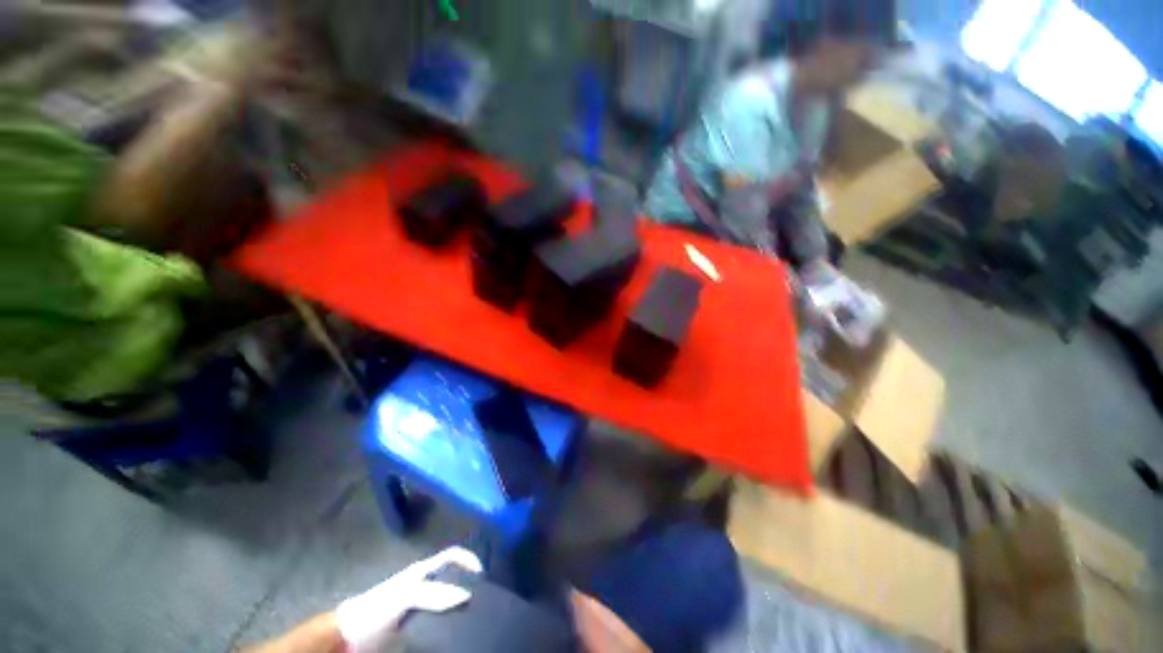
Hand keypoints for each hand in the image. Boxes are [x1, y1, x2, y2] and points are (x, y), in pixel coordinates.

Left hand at [336, 546, 482, 651]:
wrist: (349, 639)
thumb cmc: (378, 608)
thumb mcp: (406, 595)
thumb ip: (434, 592)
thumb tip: (468, 595)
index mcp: (425, 570)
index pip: (454, 555)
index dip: (470, 559)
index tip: (484, 577)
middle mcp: (426, 583)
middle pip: (455, 577)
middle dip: (470, 585)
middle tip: (486, 600)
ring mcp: (421, 605)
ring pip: (449, 599)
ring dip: (462, 607)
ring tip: (476, 618)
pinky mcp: (417, 626)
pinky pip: (440, 621)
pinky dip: (451, 625)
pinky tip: (457, 633)